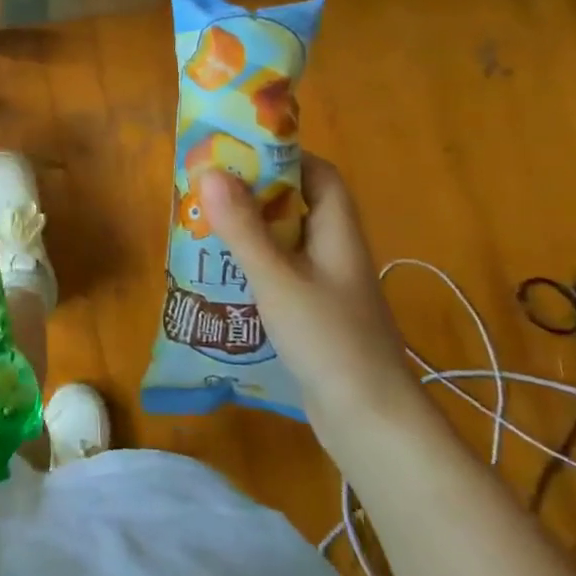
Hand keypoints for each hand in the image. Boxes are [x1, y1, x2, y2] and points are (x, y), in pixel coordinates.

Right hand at [198, 158, 421, 434]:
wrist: (372, 423)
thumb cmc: (329, 341)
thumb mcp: (278, 280)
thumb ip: (244, 229)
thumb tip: (210, 172)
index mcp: (338, 233)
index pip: (320, 176)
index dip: (286, 157)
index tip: (240, 152)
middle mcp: (335, 253)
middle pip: (298, 207)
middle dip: (254, 194)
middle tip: (208, 190)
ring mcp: (327, 288)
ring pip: (285, 243)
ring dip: (249, 232)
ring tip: (204, 228)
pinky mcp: (315, 317)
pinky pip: (280, 275)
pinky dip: (253, 267)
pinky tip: (222, 277)